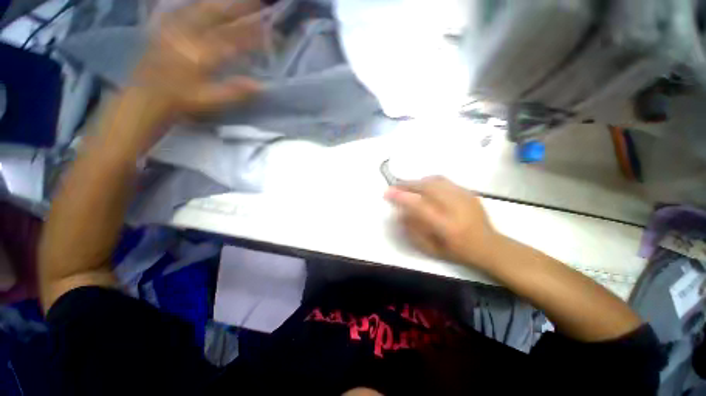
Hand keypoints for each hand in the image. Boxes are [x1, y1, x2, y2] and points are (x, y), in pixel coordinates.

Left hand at [129, 0, 263, 119]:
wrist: (146, 96)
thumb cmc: (182, 101)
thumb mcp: (210, 100)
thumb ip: (235, 91)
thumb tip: (260, 85)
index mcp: (202, 54)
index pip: (233, 39)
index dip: (253, 34)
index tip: (269, 31)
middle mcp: (188, 35)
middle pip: (216, 14)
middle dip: (238, 7)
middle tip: (256, 2)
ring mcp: (175, 28)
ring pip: (200, 7)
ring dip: (219, 2)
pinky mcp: (164, 28)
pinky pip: (182, 9)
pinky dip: (196, 5)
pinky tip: (204, 3)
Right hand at [385, 176, 501, 269]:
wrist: (489, 245)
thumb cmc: (457, 251)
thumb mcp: (431, 248)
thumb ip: (413, 230)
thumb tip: (400, 212)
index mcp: (446, 226)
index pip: (419, 206)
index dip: (401, 197)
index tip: (387, 193)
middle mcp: (455, 207)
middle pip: (427, 187)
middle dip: (407, 185)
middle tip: (395, 187)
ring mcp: (464, 197)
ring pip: (435, 180)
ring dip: (417, 182)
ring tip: (408, 187)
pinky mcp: (468, 191)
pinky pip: (443, 181)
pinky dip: (429, 181)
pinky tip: (424, 187)